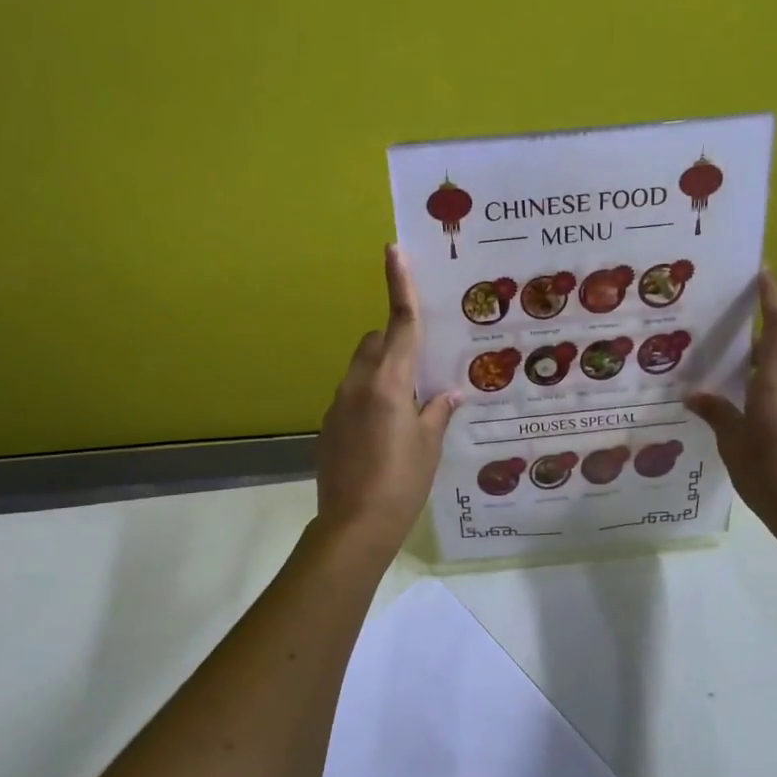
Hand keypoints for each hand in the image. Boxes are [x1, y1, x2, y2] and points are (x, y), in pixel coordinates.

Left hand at [314, 246, 459, 554]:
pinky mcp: (328, 424)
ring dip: (383, 371)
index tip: (393, 250)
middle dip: (396, 341)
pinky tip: (384, 432)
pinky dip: (369, 396)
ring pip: (362, 367)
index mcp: (389, 382)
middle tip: (421, 371)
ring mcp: (339, 403)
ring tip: (406, 407)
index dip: (399, 285)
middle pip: (376, 342)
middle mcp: (359, 383)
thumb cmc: (402, 482)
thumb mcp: (430, 446)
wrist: (354, 526)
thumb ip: (437, 412)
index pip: (399, 323)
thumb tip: (448, 393)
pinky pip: (352, 393)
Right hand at [686, 270, 776, 544]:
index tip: (763, 271)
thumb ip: (716, 413)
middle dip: (747, 343)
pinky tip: (742, 419)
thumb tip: (695, 394)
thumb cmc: (770, 475)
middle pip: (775, 353)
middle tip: (714, 339)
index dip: (773, 297)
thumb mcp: (733, 443)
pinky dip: (764, 399)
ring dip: (753, 376)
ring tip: (718, 385)